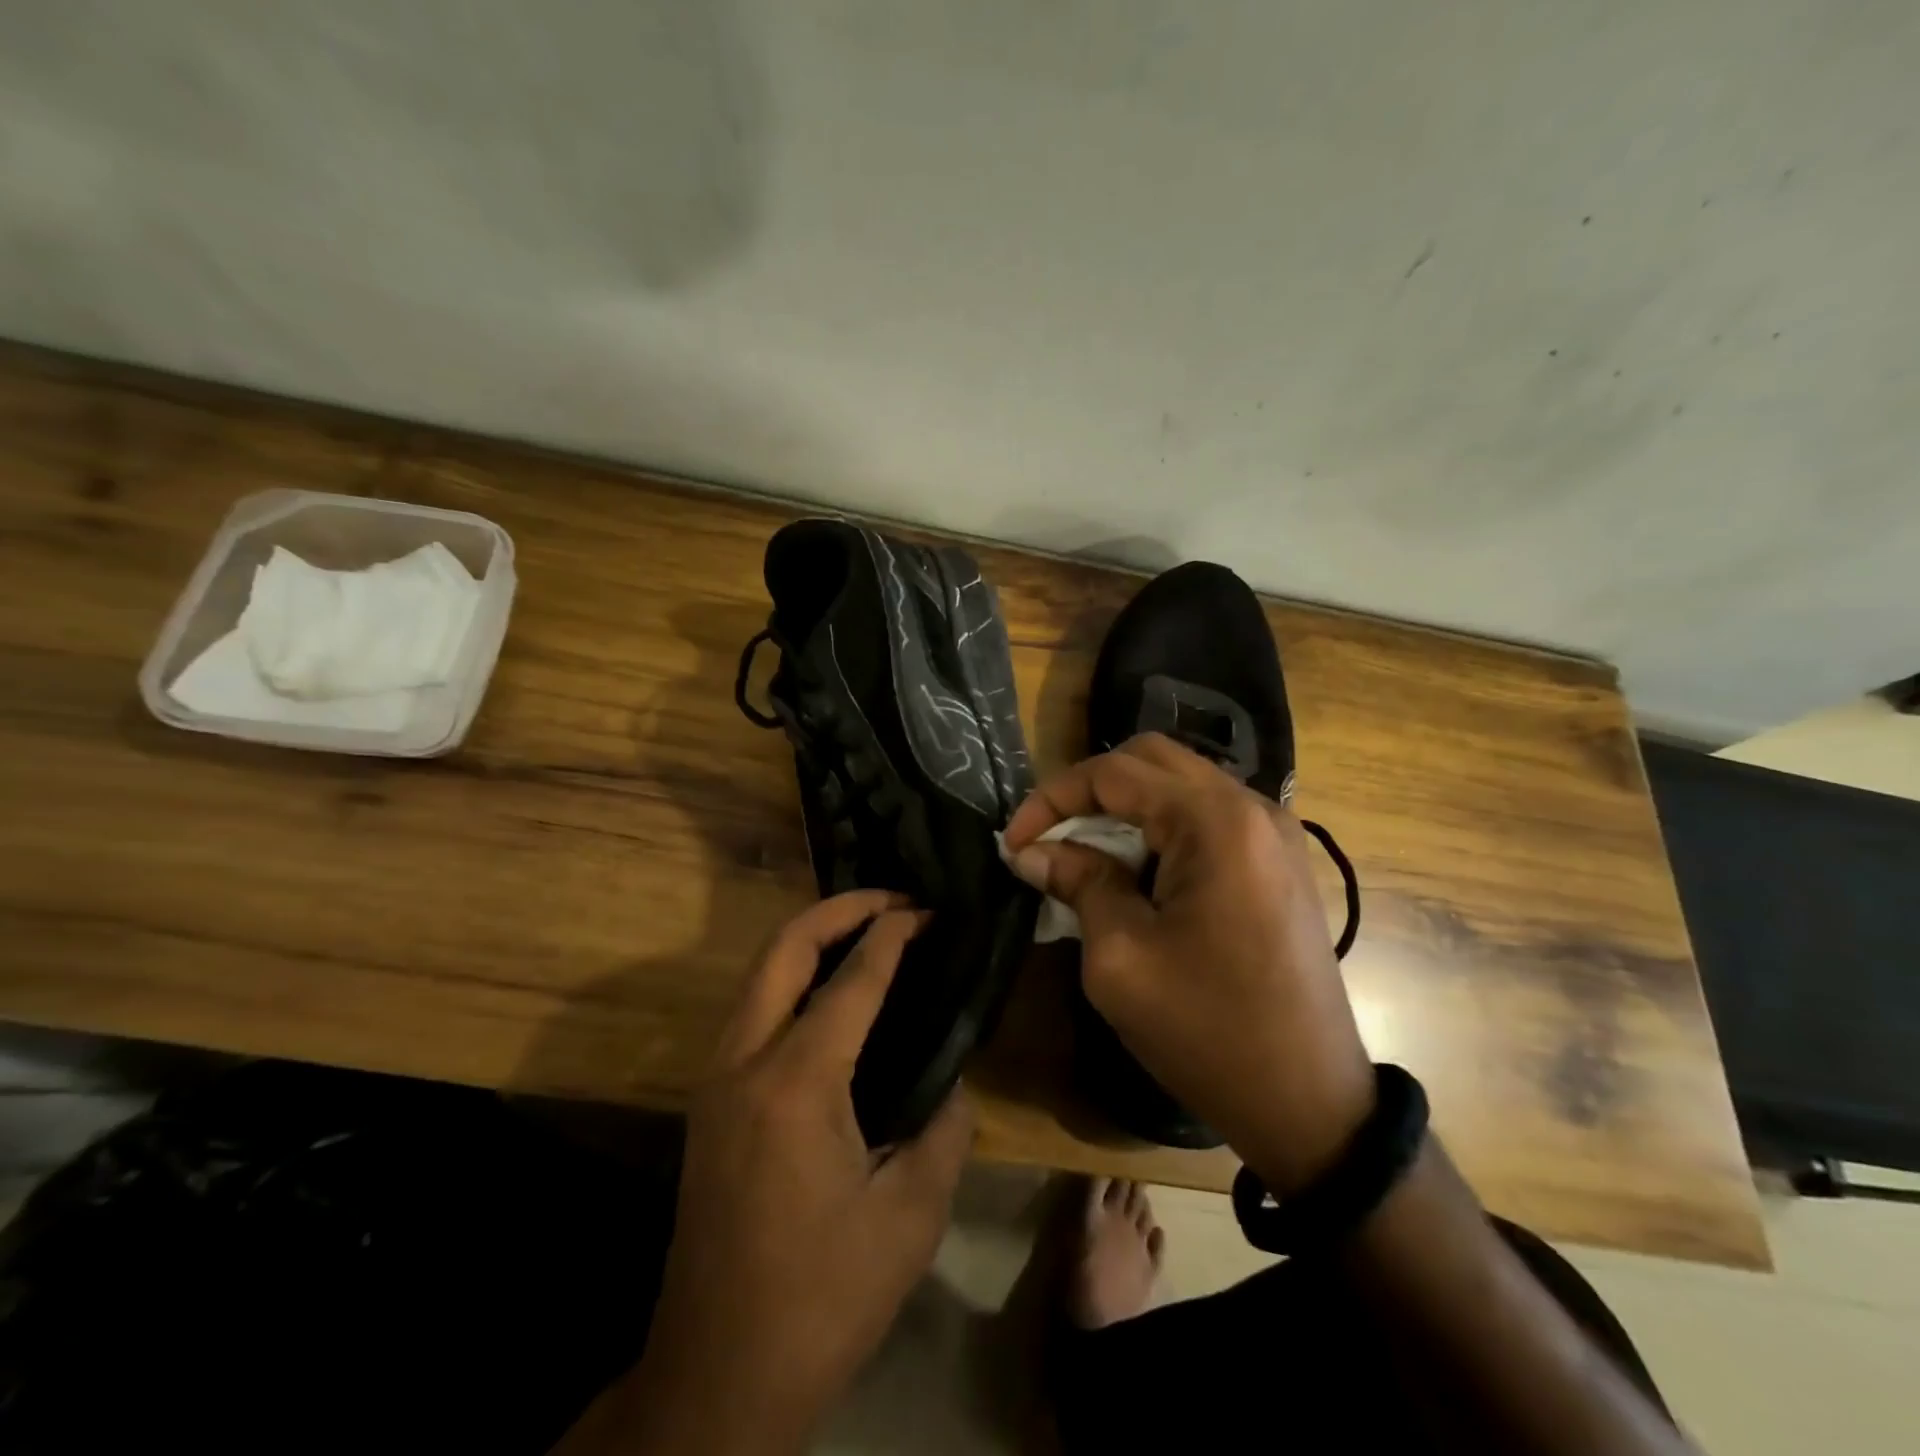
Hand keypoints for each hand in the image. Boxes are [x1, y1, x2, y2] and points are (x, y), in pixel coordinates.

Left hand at [625, 892, 974, 1453]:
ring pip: (759, 972)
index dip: (892, 933)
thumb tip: (952, 1079)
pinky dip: (792, 976)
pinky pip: (753, 1008)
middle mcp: (745, 1061)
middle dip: (839, 909)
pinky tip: (831, 992)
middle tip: (893, 900)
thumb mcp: (910, 1216)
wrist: (718, 1374)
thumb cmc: (822, 1297)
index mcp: (798, 1082)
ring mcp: (716, 1077)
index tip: (927, 909)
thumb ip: (944, 1129)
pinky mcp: (709, 1099)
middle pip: (783, 948)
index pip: (852, 978)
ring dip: (810, 937)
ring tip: (867, 931)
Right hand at [1003, 733, 1373, 1192]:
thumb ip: (1078, 883)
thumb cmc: (1208, 1031)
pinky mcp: (1278, 859)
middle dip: (1087, 790)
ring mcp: (1273, 832)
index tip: (1013, 842)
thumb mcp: (1121, 957)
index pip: (1115, 773)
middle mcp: (1251, 807)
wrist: (1310, 1102)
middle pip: (1150, 760)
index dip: (1052, 798)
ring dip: (1123, 806)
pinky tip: (1134, 867)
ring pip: (1180, 783)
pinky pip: (1207, 815)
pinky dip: (1159, 825)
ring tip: (1081, 852)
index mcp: (1215, 822)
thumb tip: (1031, 852)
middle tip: (1046, 837)